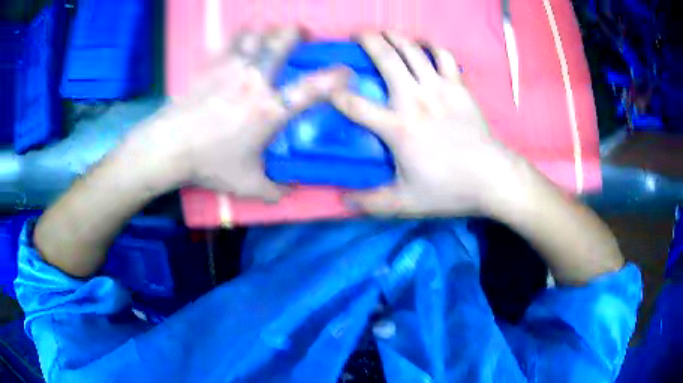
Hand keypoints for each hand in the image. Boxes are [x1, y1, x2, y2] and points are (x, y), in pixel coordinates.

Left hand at [137, 28, 348, 200]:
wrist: (168, 147)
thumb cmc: (209, 163)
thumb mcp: (246, 184)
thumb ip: (274, 189)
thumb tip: (290, 192)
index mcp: (270, 109)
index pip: (312, 89)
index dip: (336, 77)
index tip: (347, 70)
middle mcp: (255, 80)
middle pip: (282, 41)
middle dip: (297, 33)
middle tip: (300, 35)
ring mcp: (231, 68)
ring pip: (256, 33)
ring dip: (266, 31)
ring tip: (268, 37)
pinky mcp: (210, 65)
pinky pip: (230, 42)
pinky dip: (239, 38)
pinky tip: (239, 45)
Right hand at [332, 32, 517, 216]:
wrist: (491, 177)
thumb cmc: (449, 189)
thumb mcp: (406, 202)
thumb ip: (372, 203)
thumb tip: (343, 202)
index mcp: (398, 128)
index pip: (356, 106)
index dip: (336, 94)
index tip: (328, 87)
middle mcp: (415, 100)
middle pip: (386, 59)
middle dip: (368, 41)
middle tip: (358, 33)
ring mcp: (439, 89)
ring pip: (413, 51)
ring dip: (396, 37)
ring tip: (385, 32)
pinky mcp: (458, 87)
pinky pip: (444, 57)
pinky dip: (433, 46)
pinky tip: (425, 44)